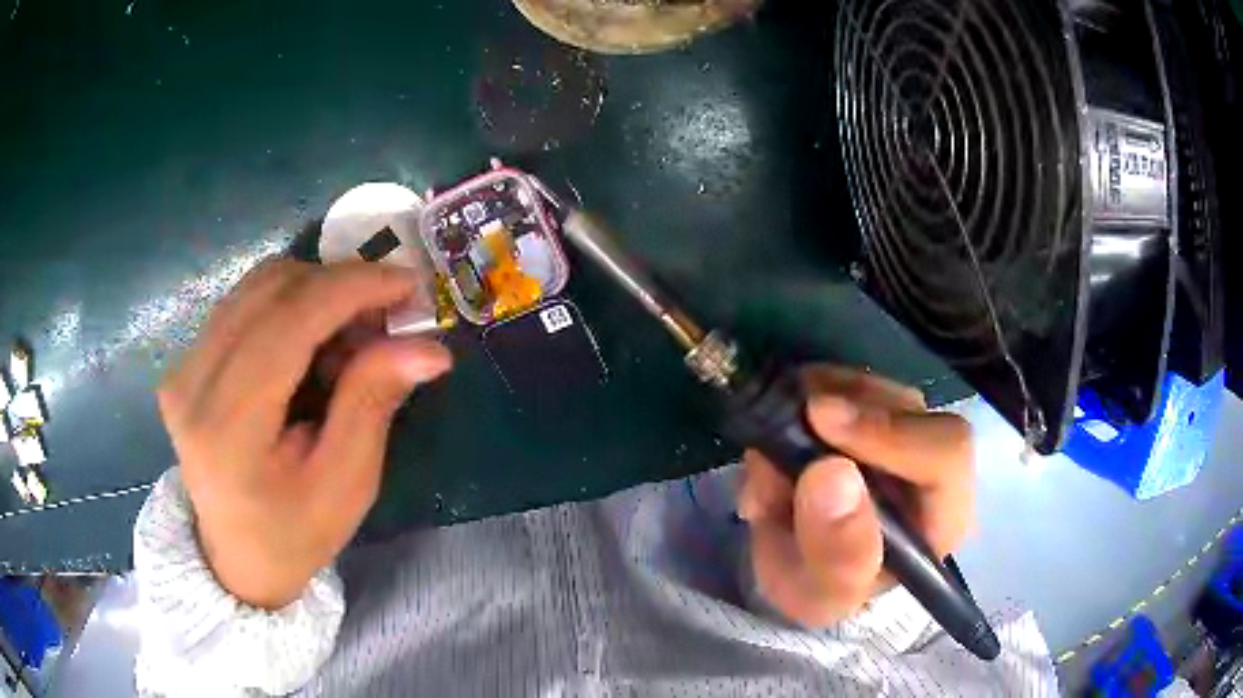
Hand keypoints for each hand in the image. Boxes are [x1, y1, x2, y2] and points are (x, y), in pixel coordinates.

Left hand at [158, 259, 451, 608]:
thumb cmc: (296, 534)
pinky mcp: (185, 362)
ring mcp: (182, 367)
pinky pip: (244, 304)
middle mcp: (192, 382)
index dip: (352, 287)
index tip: (409, 283)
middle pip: (271, 289)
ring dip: (315, 294)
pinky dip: (290, 306)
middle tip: (385, 318)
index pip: (288, 321)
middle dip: (339, 285)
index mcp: (228, 426)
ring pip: (257, 286)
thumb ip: (373, 404)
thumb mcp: (346, 485)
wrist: (237, 558)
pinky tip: (312, 344)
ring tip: (349, 337)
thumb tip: (428, 347)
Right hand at [737, 366, 971, 626]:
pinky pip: (834, 378)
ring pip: (865, 386)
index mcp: (943, 514)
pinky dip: (795, 397)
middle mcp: (933, 460)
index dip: (890, 431)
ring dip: (805, 411)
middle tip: (773, 444)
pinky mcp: (867, 405)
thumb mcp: (822, 595)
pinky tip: (774, 444)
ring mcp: (902, 425)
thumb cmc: (823, 588)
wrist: (803, 569)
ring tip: (768, 467)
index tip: (820, 419)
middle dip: (833, 417)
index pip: (945, 453)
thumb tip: (830, 472)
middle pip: (903, 405)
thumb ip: (836, 552)